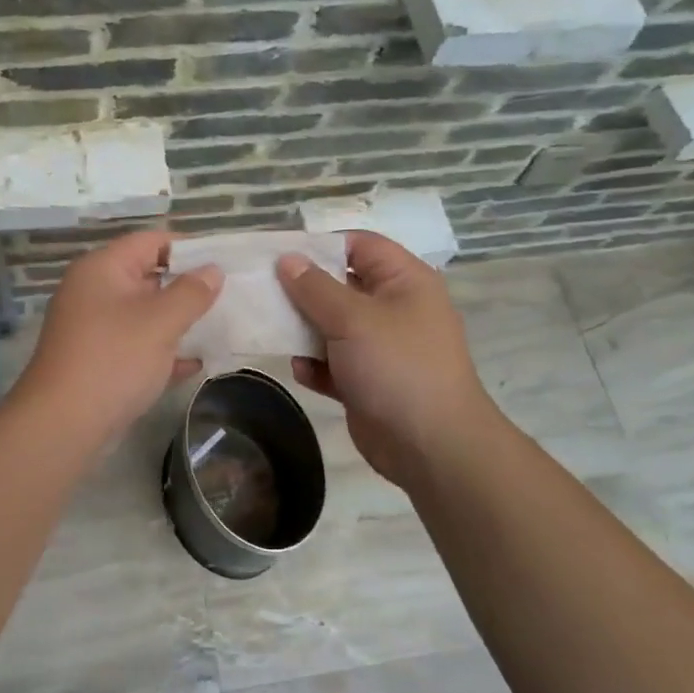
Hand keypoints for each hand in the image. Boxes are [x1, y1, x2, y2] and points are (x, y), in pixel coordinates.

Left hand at [11, 229, 222, 447]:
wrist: (63, 424)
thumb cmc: (114, 360)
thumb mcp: (160, 322)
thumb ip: (191, 293)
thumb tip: (213, 270)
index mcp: (102, 269)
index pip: (150, 241)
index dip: (188, 249)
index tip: (223, 265)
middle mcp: (93, 291)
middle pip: (147, 276)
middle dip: (186, 286)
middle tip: (228, 297)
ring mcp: (93, 327)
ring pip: (143, 314)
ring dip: (177, 320)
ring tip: (219, 326)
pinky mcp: (97, 360)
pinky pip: (136, 345)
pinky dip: (162, 351)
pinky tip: (194, 364)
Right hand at [277, 231, 499, 488]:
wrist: (431, 446)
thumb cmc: (397, 366)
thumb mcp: (353, 319)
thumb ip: (314, 287)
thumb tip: (287, 259)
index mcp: (404, 281)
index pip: (360, 245)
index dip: (321, 245)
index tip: (279, 255)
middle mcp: (394, 308)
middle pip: (341, 285)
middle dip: (303, 290)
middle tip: (262, 292)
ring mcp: (381, 347)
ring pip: (333, 326)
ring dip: (304, 330)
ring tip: (272, 330)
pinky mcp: (368, 381)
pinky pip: (334, 363)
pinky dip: (316, 365)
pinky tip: (301, 371)